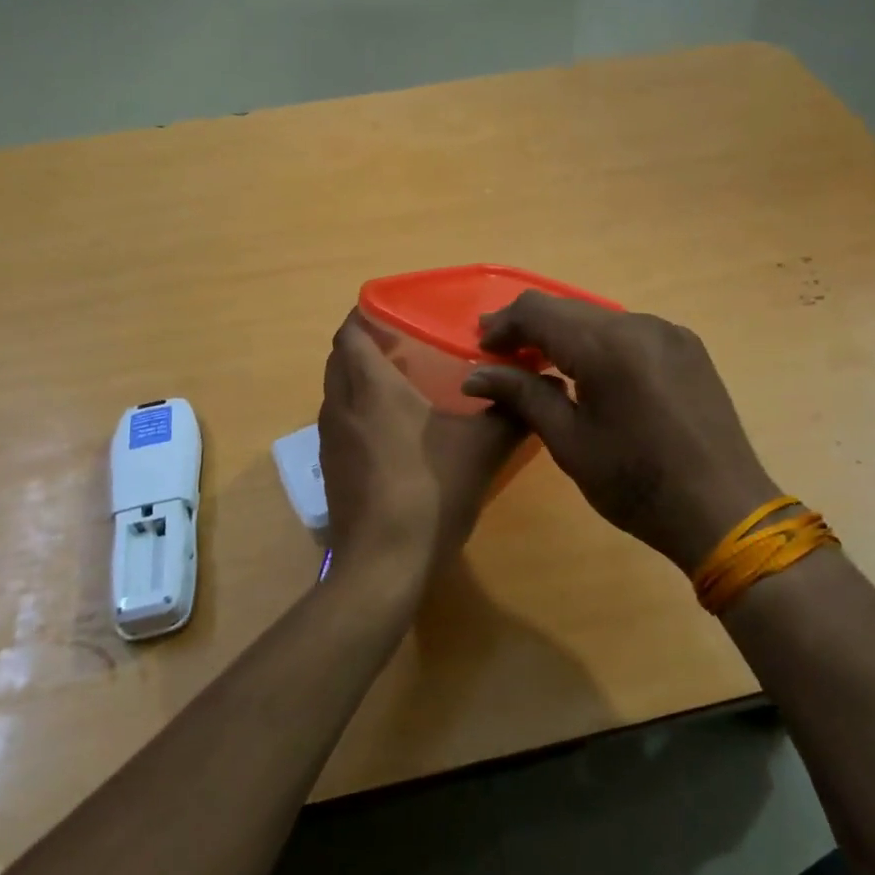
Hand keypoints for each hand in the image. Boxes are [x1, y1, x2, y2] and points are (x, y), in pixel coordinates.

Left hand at [317, 313, 525, 579]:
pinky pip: (341, 421)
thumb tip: (543, 384)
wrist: (384, 564)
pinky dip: (359, 410)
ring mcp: (331, 440)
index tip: (397, 311)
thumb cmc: (431, 492)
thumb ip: (513, 410)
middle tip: (407, 344)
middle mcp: (342, 405)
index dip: (366, 314)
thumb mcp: (483, 448)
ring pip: (337, 390)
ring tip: (403, 383)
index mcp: (372, 387)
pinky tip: (394, 431)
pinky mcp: (332, 469)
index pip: (351, 332)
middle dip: (366, 344)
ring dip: (360, 378)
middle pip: (340, 358)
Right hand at [461, 294, 778, 572]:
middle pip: (569, 309)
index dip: (503, 325)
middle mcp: (640, 324)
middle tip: (499, 354)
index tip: (479, 348)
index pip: (539, 312)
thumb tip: (474, 376)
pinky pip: (628, 331)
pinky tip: (587, 371)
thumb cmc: (637, 484)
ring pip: (599, 318)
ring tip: (538, 363)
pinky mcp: (687, 348)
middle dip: (530, 327)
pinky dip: (597, 343)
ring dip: (564, 334)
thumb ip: (523, 395)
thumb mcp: (570, 443)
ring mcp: (669, 332)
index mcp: (607, 346)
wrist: (723, 510)